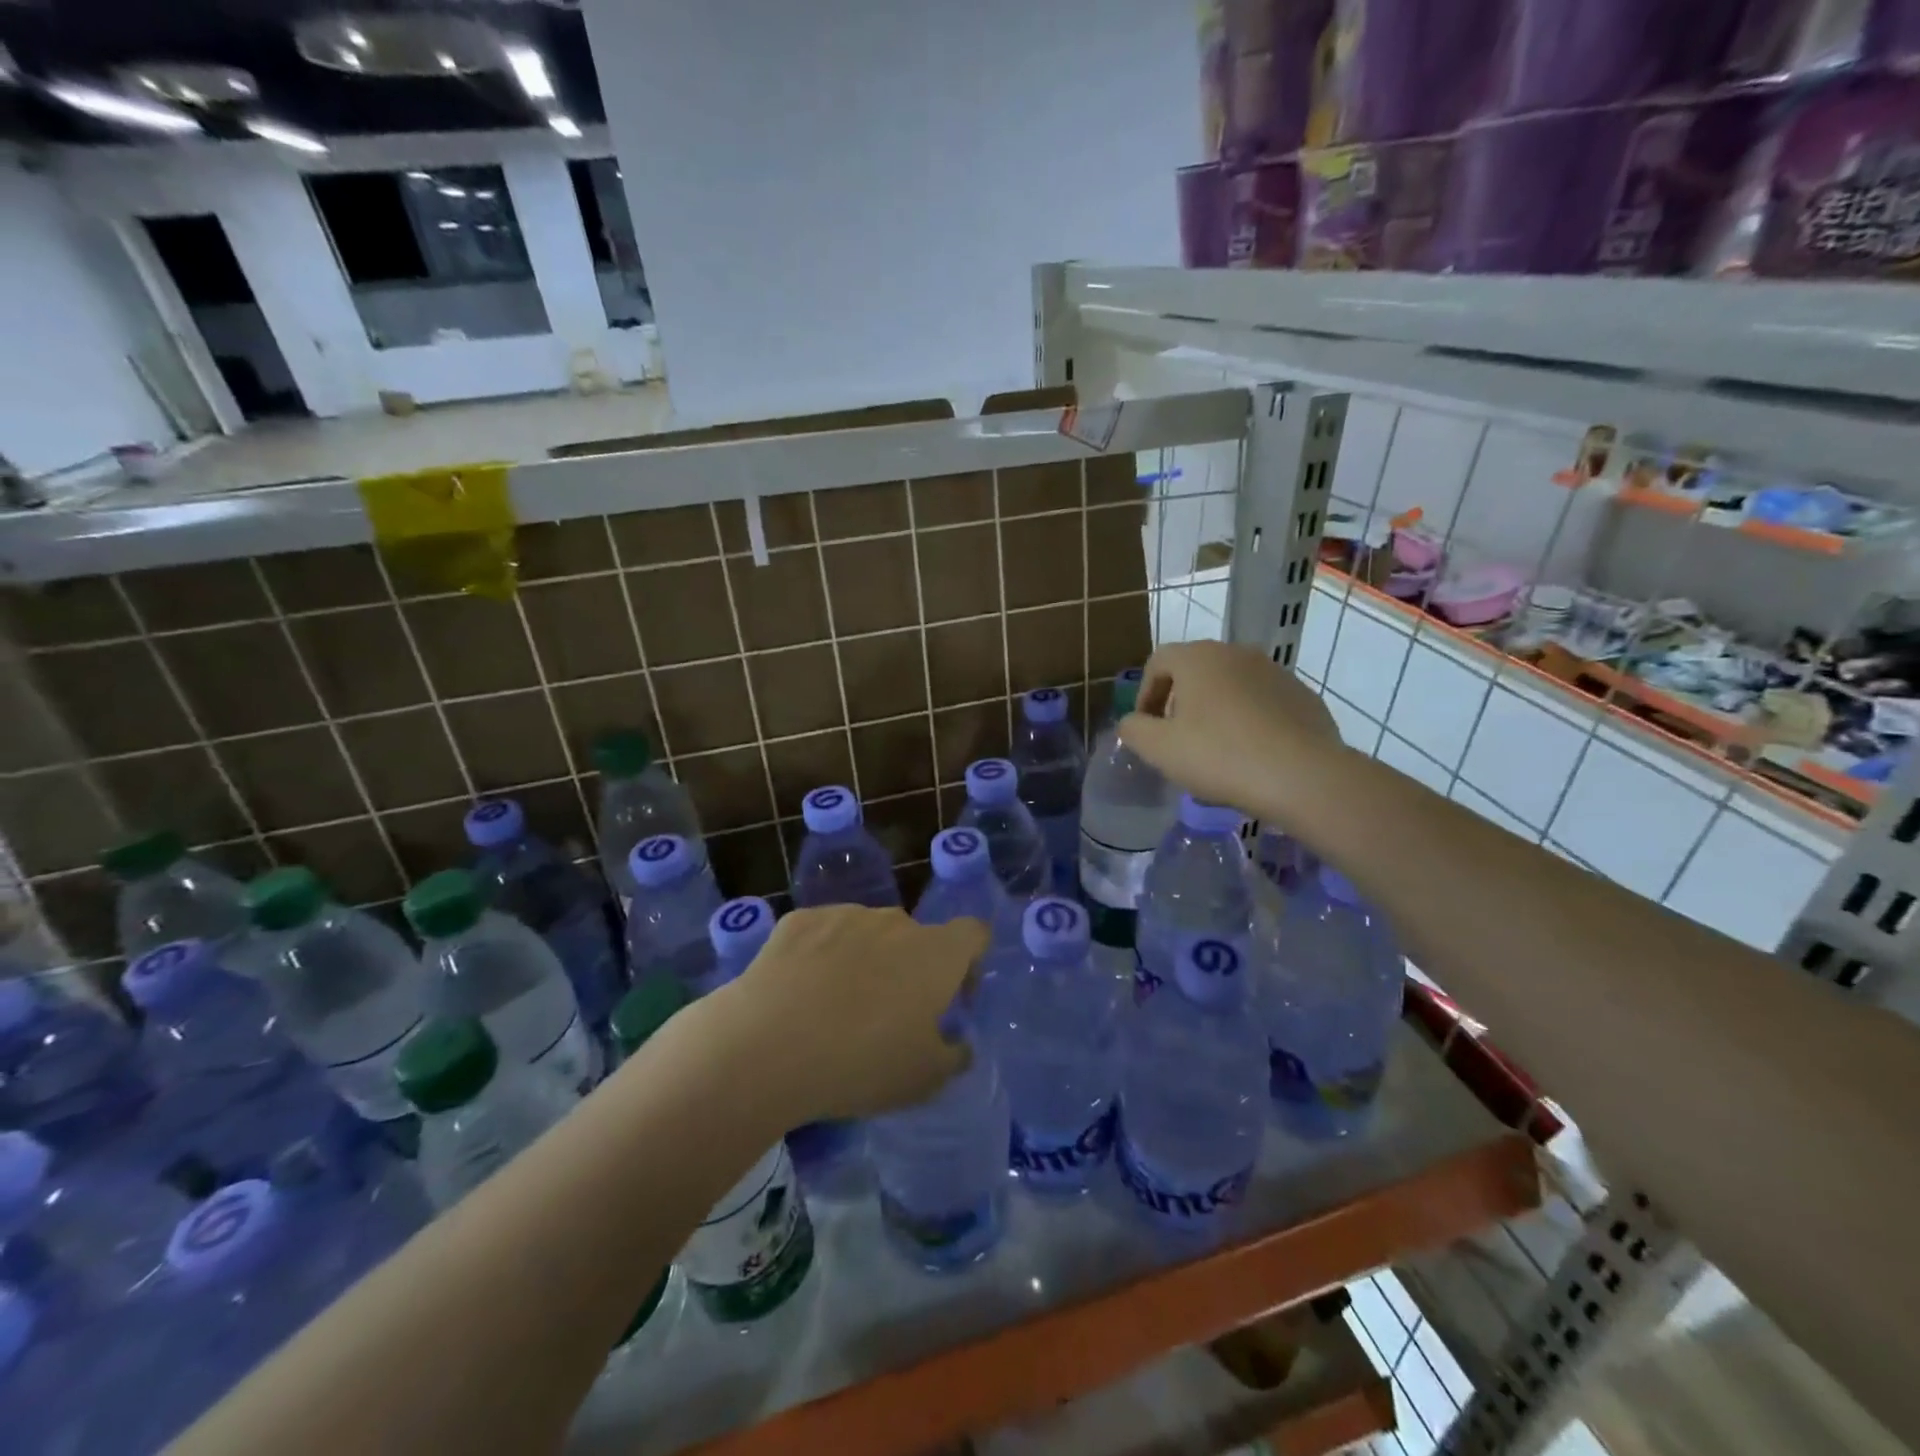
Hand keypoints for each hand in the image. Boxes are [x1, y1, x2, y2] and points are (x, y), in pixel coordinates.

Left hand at [714, 905, 986, 1123]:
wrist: (767, 1047)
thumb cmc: (861, 1063)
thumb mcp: (924, 1079)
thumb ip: (953, 1056)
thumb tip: (958, 1044)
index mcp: (935, 953)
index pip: (973, 934)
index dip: (969, 964)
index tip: (951, 999)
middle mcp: (895, 921)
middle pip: (915, 937)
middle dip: (909, 969)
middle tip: (886, 1016)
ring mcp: (845, 915)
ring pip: (867, 933)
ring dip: (865, 960)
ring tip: (835, 1008)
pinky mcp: (799, 920)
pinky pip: (823, 933)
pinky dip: (821, 955)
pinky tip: (799, 993)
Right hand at [1119, 640, 1343, 822]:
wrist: (1302, 776)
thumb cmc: (1219, 756)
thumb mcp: (1159, 748)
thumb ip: (1133, 729)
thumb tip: (1132, 722)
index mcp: (1198, 657)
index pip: (1158, 662)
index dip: (1144, 695)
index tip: (1146, 729)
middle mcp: (1236, 653)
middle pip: (1195, 671)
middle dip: (1179, 703)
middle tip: (1176, 740)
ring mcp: (1274, 672)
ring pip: (1230, 687)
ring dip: (1215, 711)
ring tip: (1215, 751)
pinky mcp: (1302, 696)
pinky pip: (1262, 703)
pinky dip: (1248, 721)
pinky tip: (1250, 755)